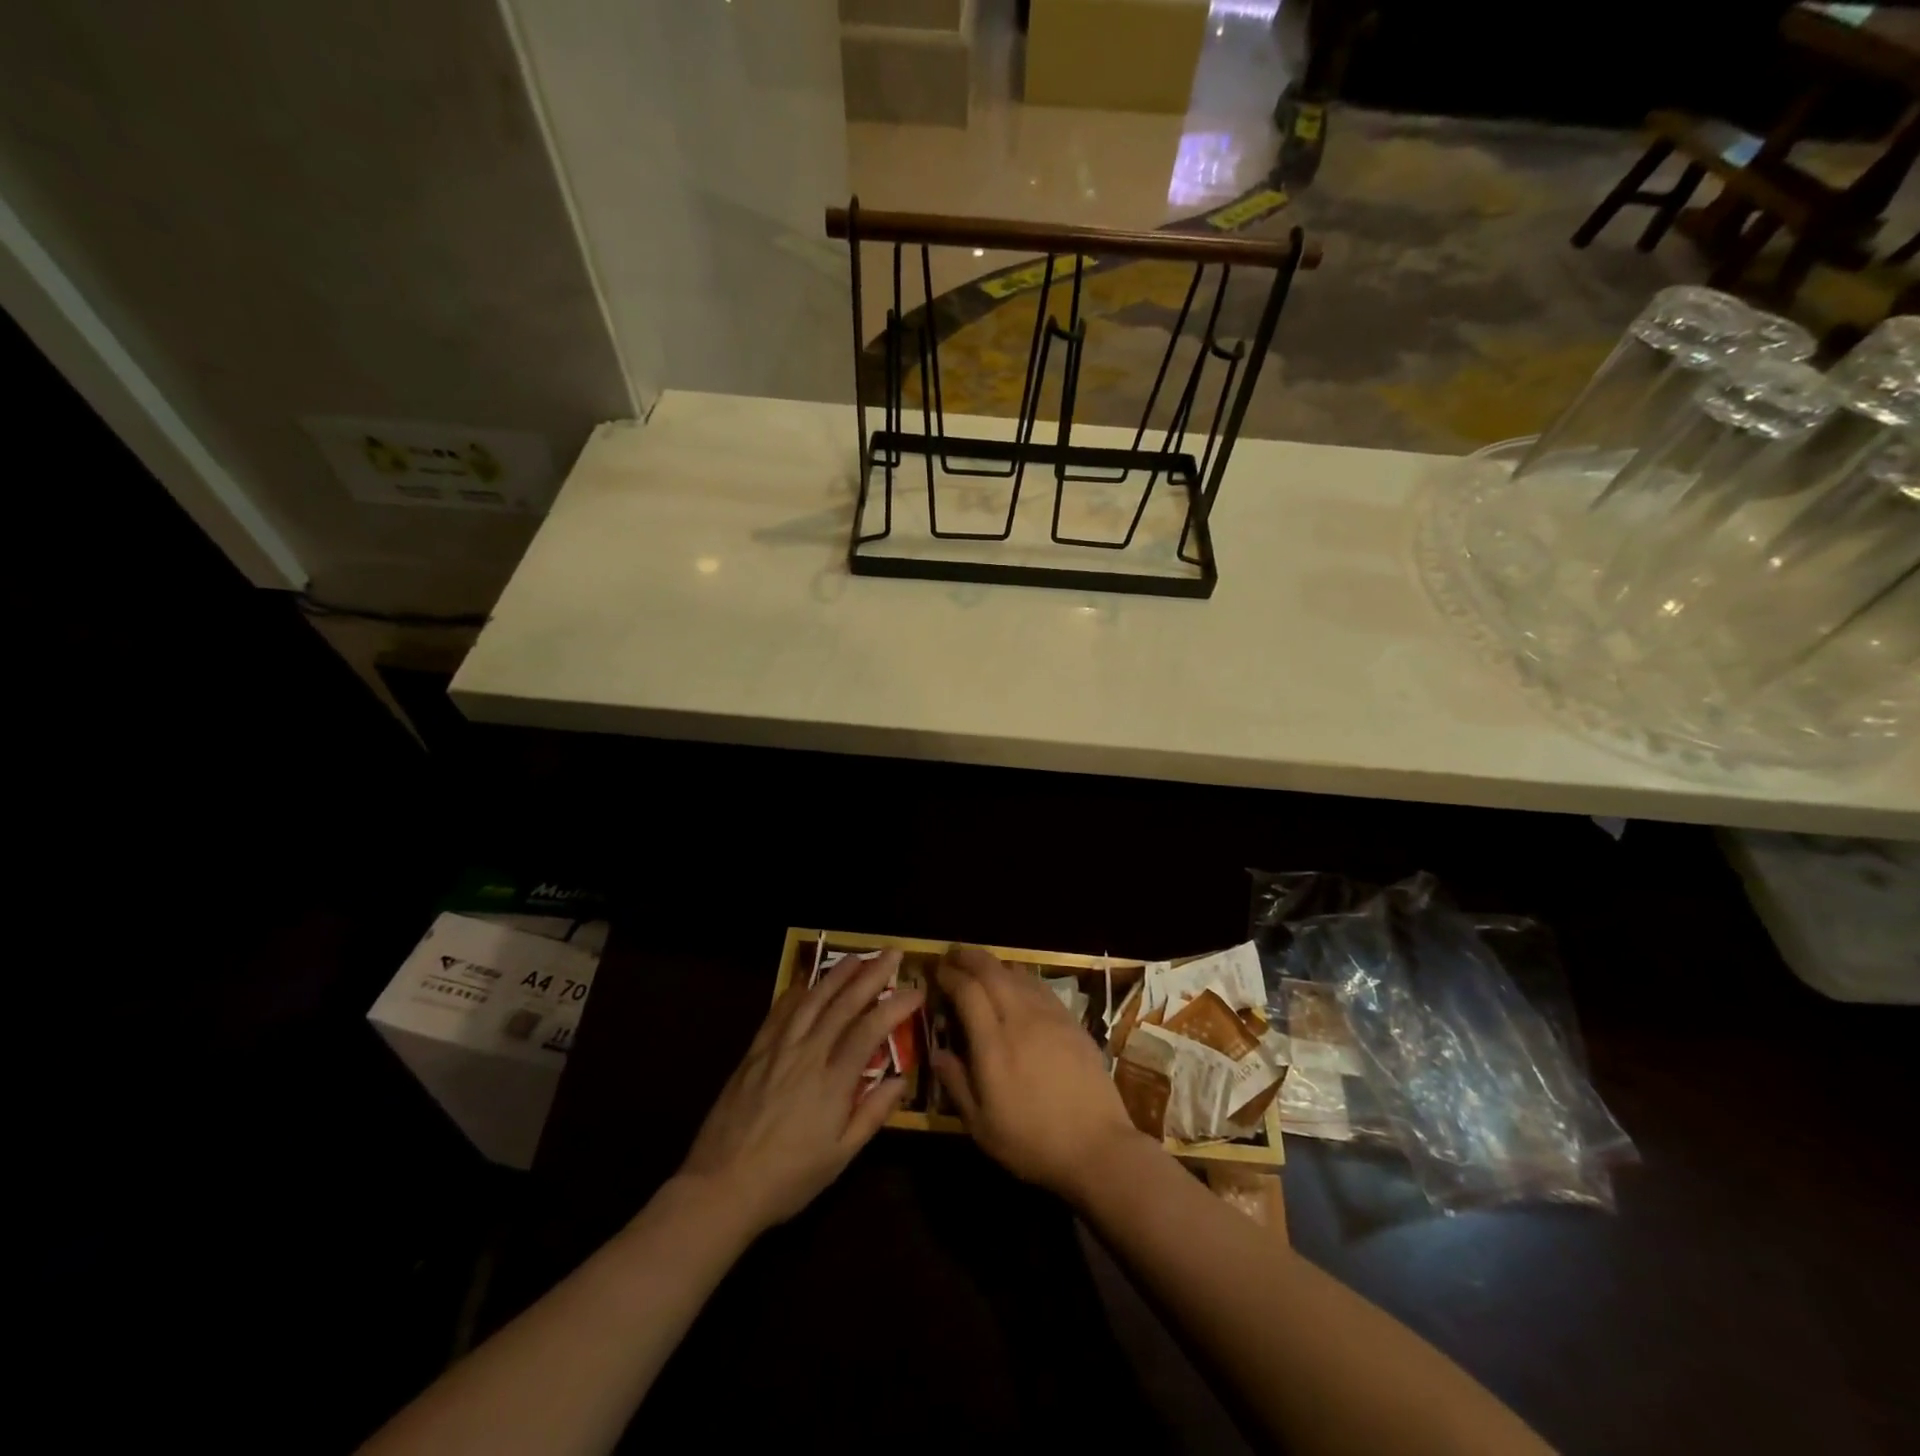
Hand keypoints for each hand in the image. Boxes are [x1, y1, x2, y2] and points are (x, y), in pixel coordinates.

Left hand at [679, 948, 921, 1235]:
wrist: (720, 1187)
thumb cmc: (787, 1178)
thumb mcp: (839, 1157)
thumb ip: (871, 1115)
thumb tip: (900, 1080)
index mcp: (832, 1082)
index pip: (870, 1030)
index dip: (895, 1006)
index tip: (916, 990)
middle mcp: (807, 1055)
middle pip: (843, 1005)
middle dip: (871, 975)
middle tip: (891, 953)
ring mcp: (777, 1050)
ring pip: (811, 1001)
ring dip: (836, 975)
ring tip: (856, 956)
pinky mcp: (754, 1054)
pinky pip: (777, 1014)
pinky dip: (795, 993)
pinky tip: (804, 982)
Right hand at [931, 945, 1153, 1202]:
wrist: (1098, 1147)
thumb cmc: (1033, 1142)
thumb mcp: (982, 1126)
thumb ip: (956, 1083)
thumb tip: (936, 1052)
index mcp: (994, 1044)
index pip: (968, 991)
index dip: (950, 975)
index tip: (937, 970)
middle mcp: (1021, 1019)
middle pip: (992, 971)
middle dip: (970, 957)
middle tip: (954, 955)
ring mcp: (1051, 1016)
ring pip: (1018, 973)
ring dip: (995, 964)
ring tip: (981, 966)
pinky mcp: (1072, 1021)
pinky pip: (1041, 986)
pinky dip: (1021, 977)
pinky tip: (1017, 985)